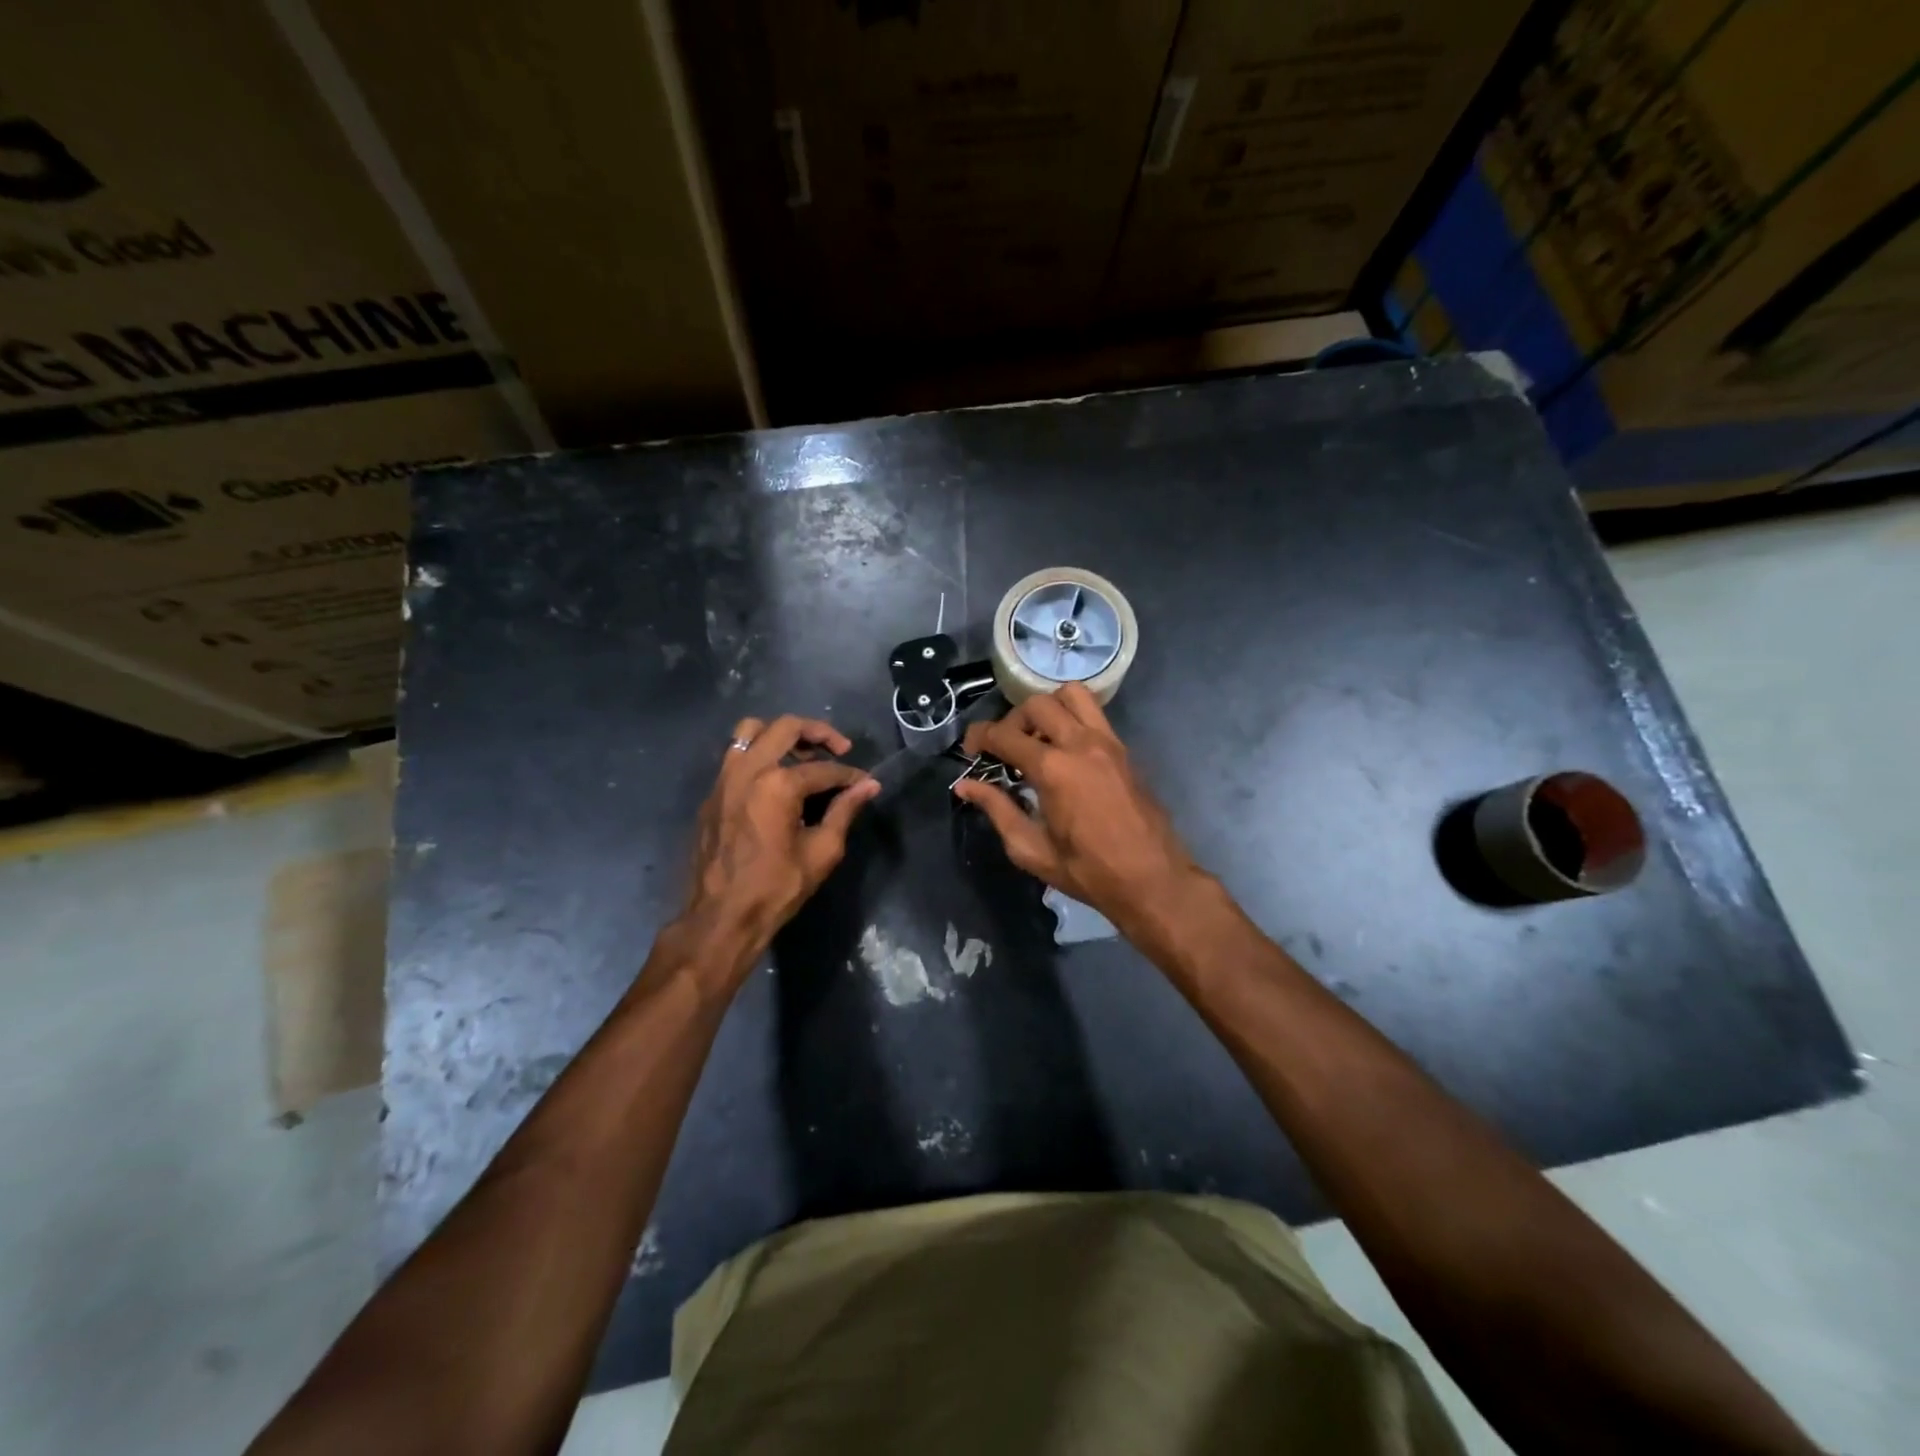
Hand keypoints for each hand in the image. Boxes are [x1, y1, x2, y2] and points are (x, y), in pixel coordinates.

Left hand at [670, 715, 879, 982]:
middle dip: (819, 733)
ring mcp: (724, 779)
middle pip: (786, 728)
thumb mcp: (822, 852)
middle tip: (839, 749)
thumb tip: (869, 786)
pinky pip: (735, 755)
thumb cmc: (777, 888)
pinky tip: (776, 780)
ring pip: (751, 730)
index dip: (850, 776)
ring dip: (781, 734)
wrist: (721, 918)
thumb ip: (845, 811)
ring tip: (802, 755)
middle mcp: (748, 770)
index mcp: (778, 784)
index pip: (824, 768)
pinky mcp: (712, 794)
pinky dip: (759, 753)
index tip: (865, 785)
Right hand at [953, 685, 1204, 936]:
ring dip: (1047, 708)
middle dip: (1011, 721)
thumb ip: (997, 809)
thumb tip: (965, 786)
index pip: (1004, 734)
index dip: (979, 737)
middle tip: (1005, 750)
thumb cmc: (1087, 871)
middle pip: (1036, 704)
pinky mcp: (1124, 749)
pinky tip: (1065, 749)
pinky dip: (1072, 716)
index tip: (970, 751)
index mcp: (1053, 769)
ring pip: (1071, 695)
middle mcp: (1080, 743)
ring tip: (1039, 739)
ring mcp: (1107, 742)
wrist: (1152, 879)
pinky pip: (1094, 713)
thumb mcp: (1031, 849)